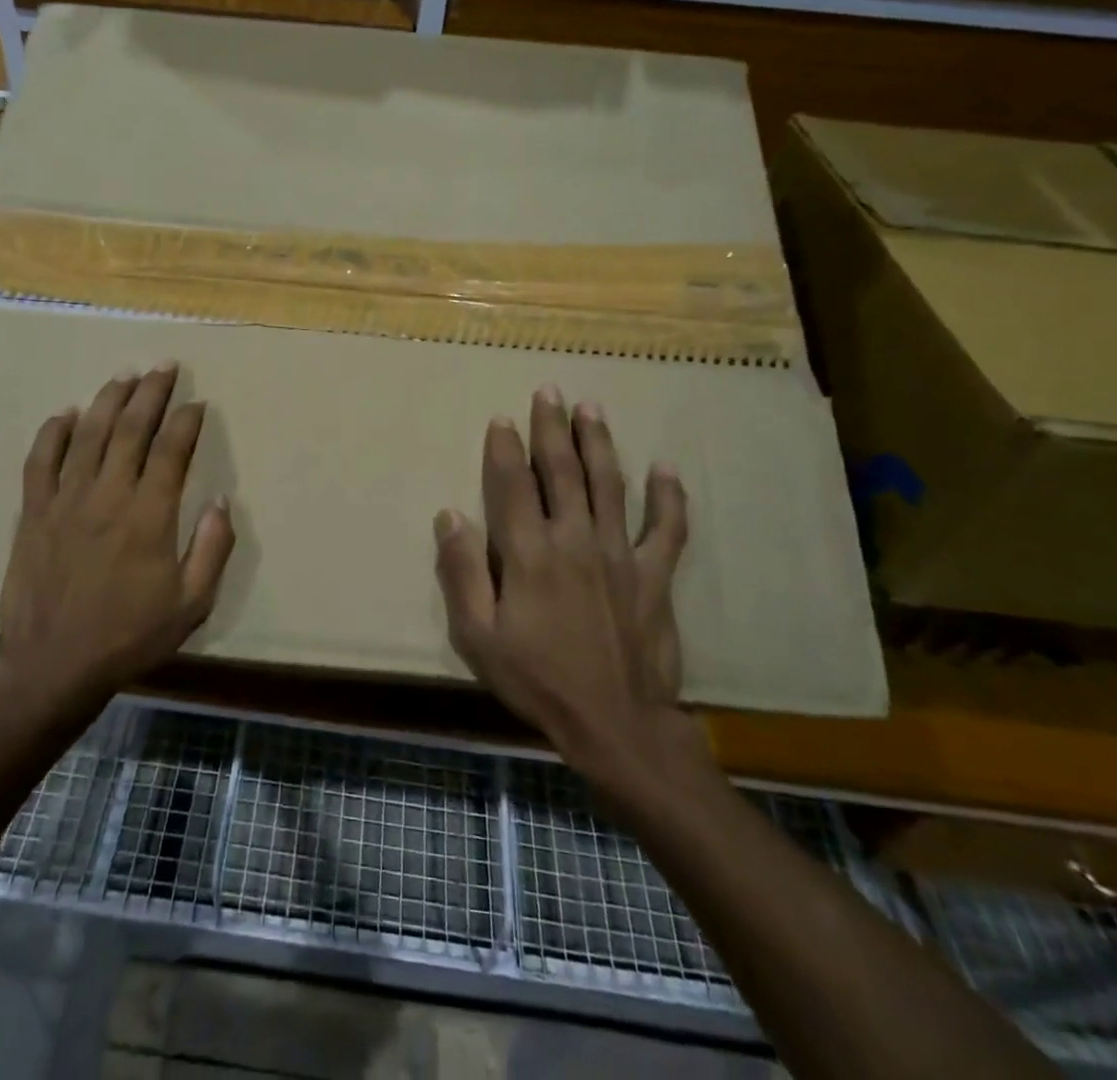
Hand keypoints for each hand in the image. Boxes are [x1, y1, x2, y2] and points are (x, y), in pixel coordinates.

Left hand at [0, 362, 234, 717]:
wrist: (54, 666)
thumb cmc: (130, 636)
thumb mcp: (191, 604)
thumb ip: (212, 549)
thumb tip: (221, 500)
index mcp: (149, 516)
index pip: (172, 450)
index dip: (187, 421)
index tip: (197, 402)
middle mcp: (108, 496)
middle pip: (130, 429)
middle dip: (151, 392)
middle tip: (164, 366)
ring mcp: (66, 501)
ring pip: (87, 435)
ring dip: (108, 400)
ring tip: (125, 376)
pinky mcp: (33, 513)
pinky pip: (40, 461)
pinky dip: (52, 433)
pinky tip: (65, 414)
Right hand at [434, 386, 707, 783]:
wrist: (616, 725)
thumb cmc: (537, 680)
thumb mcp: (477, 636)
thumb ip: (461, 573)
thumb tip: (449, 515)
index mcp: (529, 554)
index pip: (514, 485)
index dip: (506, 448)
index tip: (502, 418)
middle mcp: (575, 540)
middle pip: (562, 471)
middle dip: (552, 428)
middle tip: (550, 391)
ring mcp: (619, 555)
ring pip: (609, 485)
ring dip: (599, 443)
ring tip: (592, 408)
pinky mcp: (654, 576)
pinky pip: (666, 529)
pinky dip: (668, 498)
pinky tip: (666, 468)